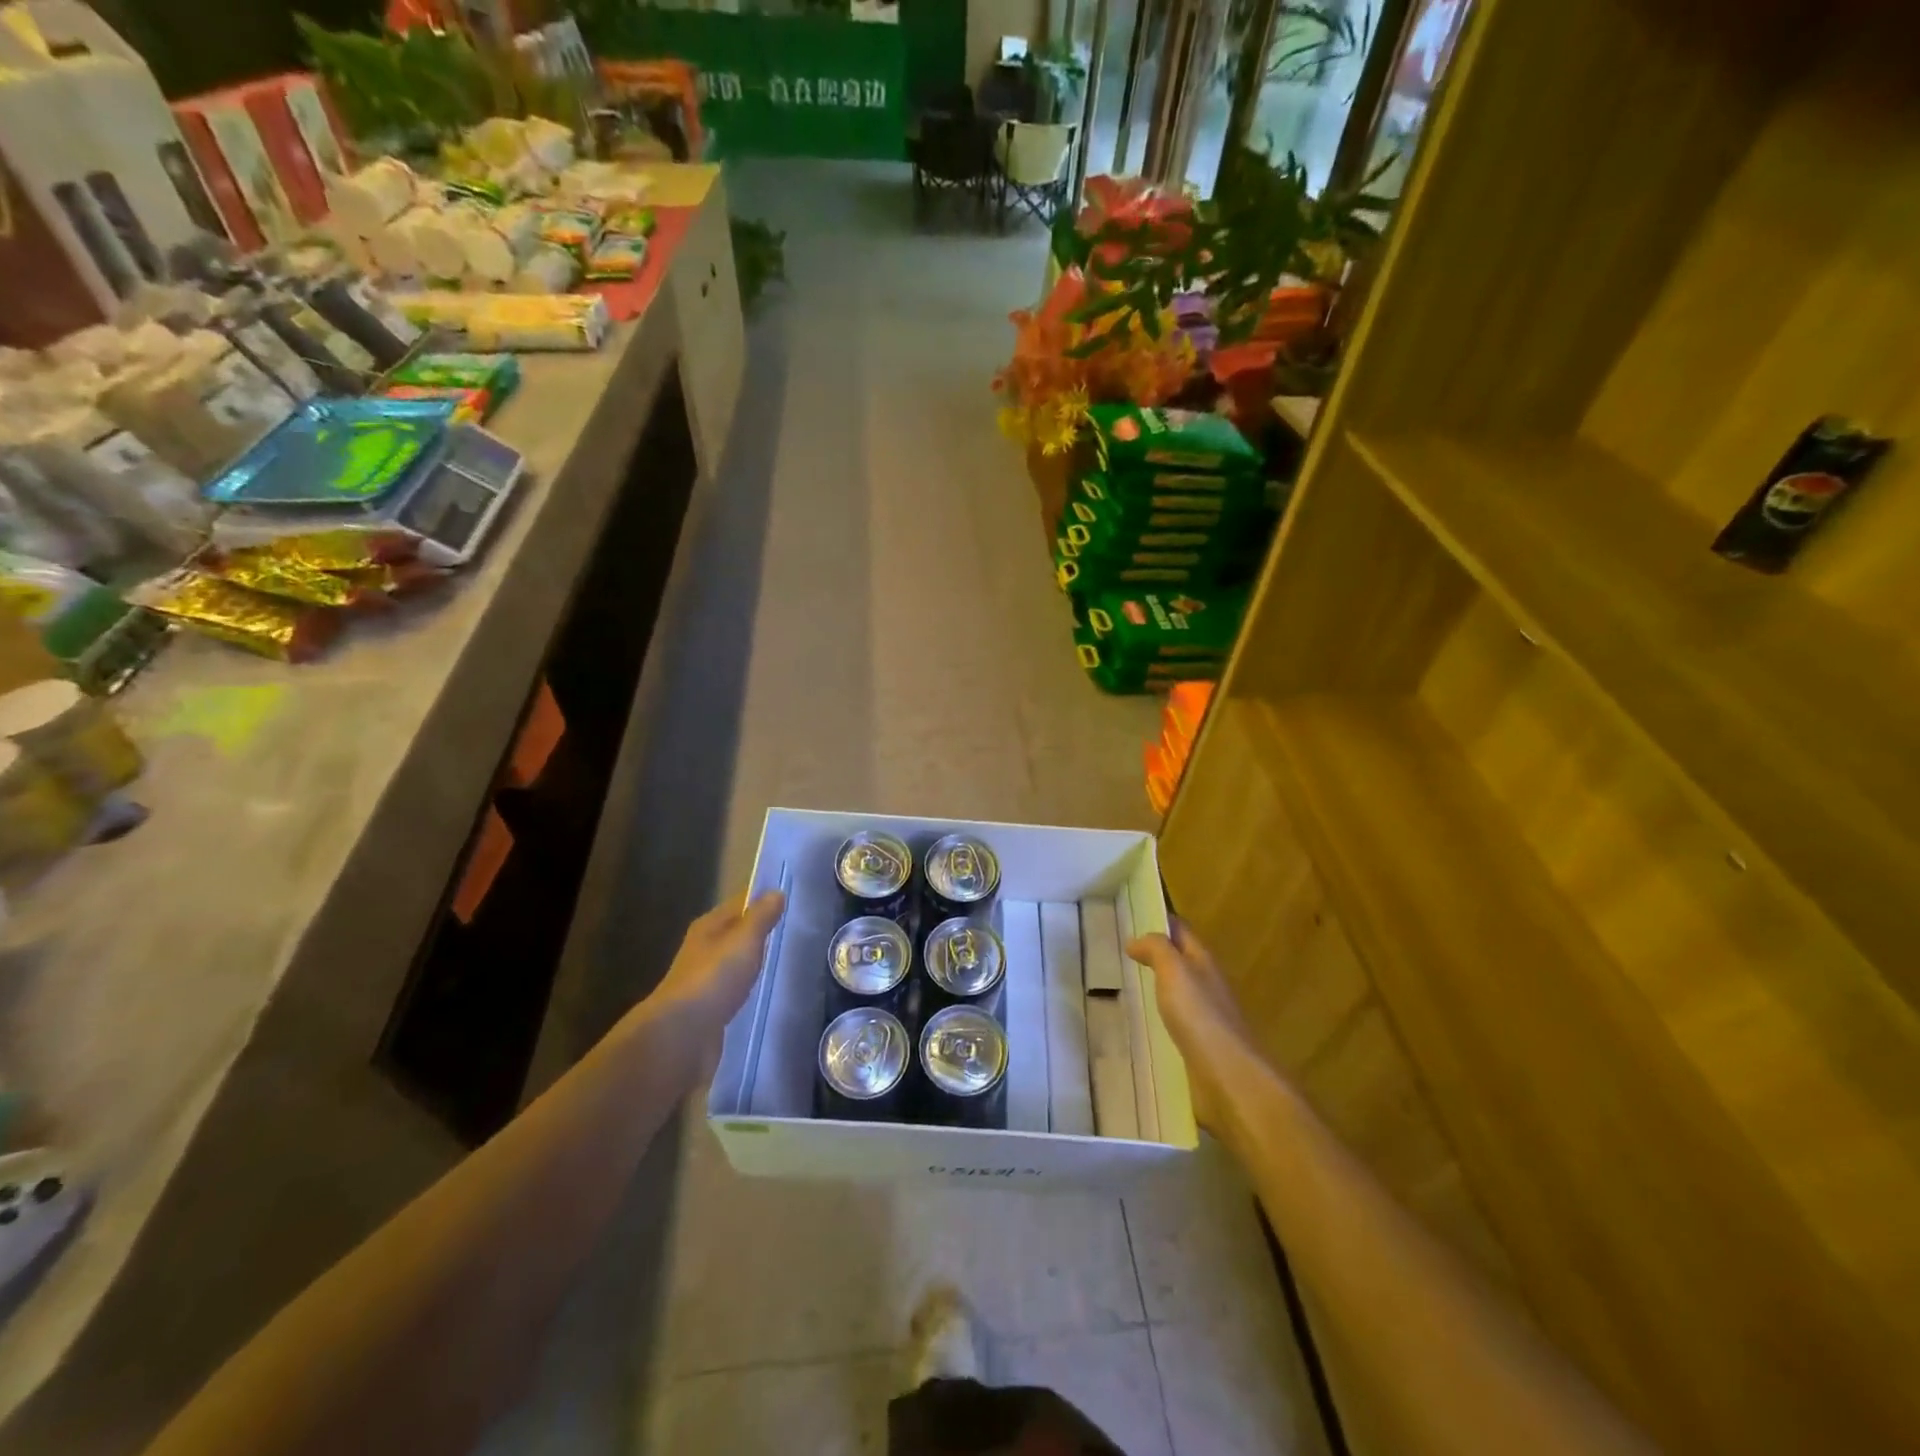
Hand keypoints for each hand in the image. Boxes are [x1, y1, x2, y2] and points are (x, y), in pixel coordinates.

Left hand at [651, 891, 786, 1050]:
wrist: (682, 1037)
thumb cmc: (714, 978)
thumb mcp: (744, 940)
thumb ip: (761, 917)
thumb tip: (776, 892)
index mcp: (708, 927)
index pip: (739, 903)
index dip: (762, 899)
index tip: (790, 898)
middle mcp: (703, 950)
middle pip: (735, 933)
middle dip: (760, 931)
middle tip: (795, 929)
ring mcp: (704, 982)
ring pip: (735, 962)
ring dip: (754, 960)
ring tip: (786, 959)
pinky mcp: (710, 1010)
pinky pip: (735, 990)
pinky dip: (749, 987)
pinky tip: (766, 991)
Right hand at [1127, 922, 1262, 1144]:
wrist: (1229, 1078)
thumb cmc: (1200, 1016)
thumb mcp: (1175, 971)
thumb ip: (1157, 950)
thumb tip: (1135, 940)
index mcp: (1203, 961)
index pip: (1181, 930)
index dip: (1159, 919)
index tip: (1129, 914)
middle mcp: (1206, 984)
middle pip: (1180, 960)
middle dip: (1154, 953)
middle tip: (1118, 950)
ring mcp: (1204, 1017)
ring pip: (1176, 991)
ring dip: (1155, 986)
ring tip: (1122, 984)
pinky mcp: (1198, 1046)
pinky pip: (1173, 1022)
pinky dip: (1157, 1017)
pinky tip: (1139, 1023)